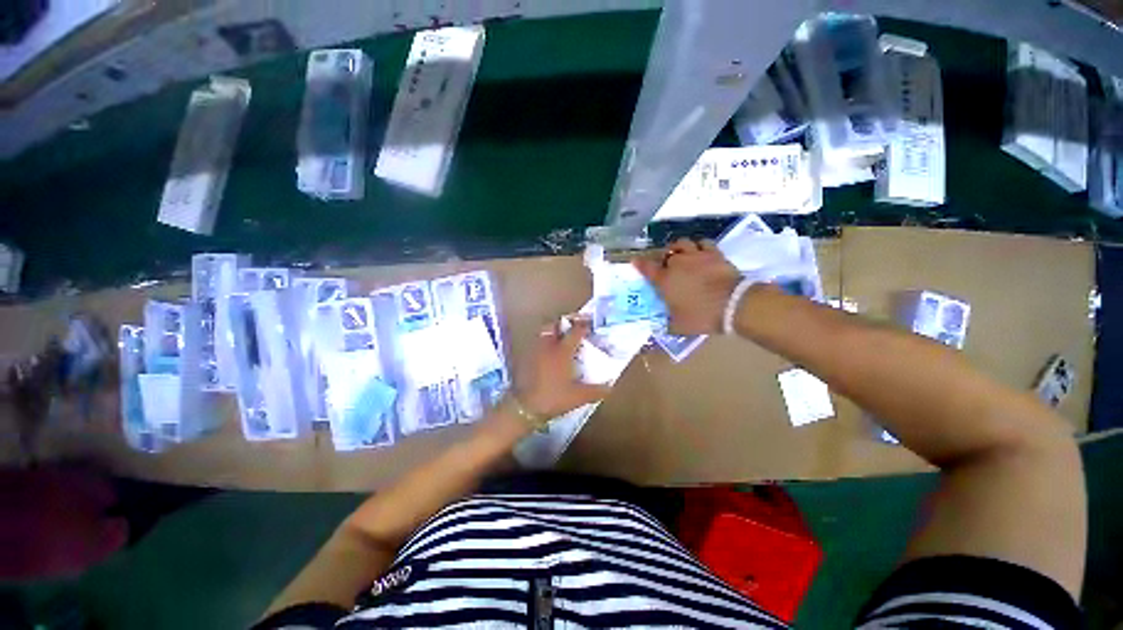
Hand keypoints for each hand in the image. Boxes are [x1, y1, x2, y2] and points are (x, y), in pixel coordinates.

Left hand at [517, 318, 610, 419]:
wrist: (525, 406)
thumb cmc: (553, 398)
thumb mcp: (578, 397)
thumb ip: (596, 391)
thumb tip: (610, 387)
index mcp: (562, 351)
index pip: (575, 331)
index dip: (584, 326)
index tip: (590, 324)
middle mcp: (548, 346)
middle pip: (555, 325)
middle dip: (564, 323)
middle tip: (572, 326)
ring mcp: (535, 350)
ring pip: (543, 332)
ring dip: (552, 331)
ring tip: (560, 337)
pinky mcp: (526, 357)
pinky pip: (536, 342)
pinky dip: (543, 342)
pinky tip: (548, 352)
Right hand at [634, 238, 741, 335]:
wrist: (733, 305)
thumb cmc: (702, 316)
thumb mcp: (679, 326)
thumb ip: (667, 324)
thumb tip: (660, 328)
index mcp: (665, 281)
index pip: (647, 268)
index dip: (639, 264)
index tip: (635, 261)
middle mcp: (677, 264)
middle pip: (665, 253)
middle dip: (662, 258)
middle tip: (664, 265)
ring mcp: (696, 256)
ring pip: (682, 243)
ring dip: (678, 248)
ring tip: (680, 254)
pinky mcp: (714, 254)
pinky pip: (703, 242)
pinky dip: (698, 245)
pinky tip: (699, 251)